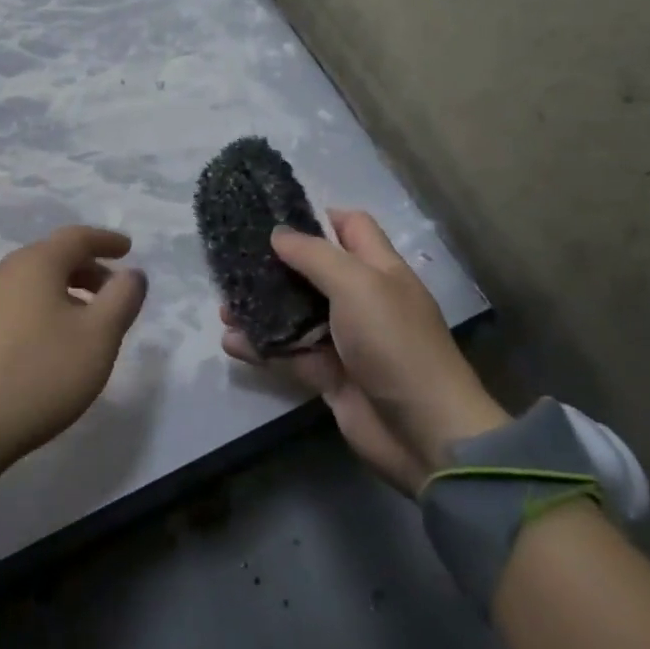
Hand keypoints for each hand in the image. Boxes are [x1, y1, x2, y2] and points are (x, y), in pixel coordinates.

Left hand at [0, 226, 148, 478]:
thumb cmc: (40, 374)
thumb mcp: (99, 337)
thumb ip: (122, 298)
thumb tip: (131, 274)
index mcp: (35, 264)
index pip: (76, 237)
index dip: (106, 240)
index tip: (128, 249)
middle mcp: (2, 272)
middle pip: (51, 257)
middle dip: (86, 269)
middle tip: (111, 292)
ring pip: (30, 282)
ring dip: (62, 291)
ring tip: (83, 321)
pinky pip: (12, 304)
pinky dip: (38, 309)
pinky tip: (45, 340)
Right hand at [221, 209, 507, 491]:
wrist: (424, 431)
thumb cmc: (393, 342)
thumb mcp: (357, 285)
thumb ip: (315, 256)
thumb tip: (278, 232)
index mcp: (380, 269)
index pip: (352, 228)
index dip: (319, 217)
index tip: (275, 218)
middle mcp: (362, 299)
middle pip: (315, 271)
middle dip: (277, 266)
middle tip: (236, 262)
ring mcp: (346, 340)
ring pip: (297, 315)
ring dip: (262, 309)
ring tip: (225, 307)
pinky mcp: (330, 375)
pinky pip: (290, 354)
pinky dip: (262, 348)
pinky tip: (232, 342)